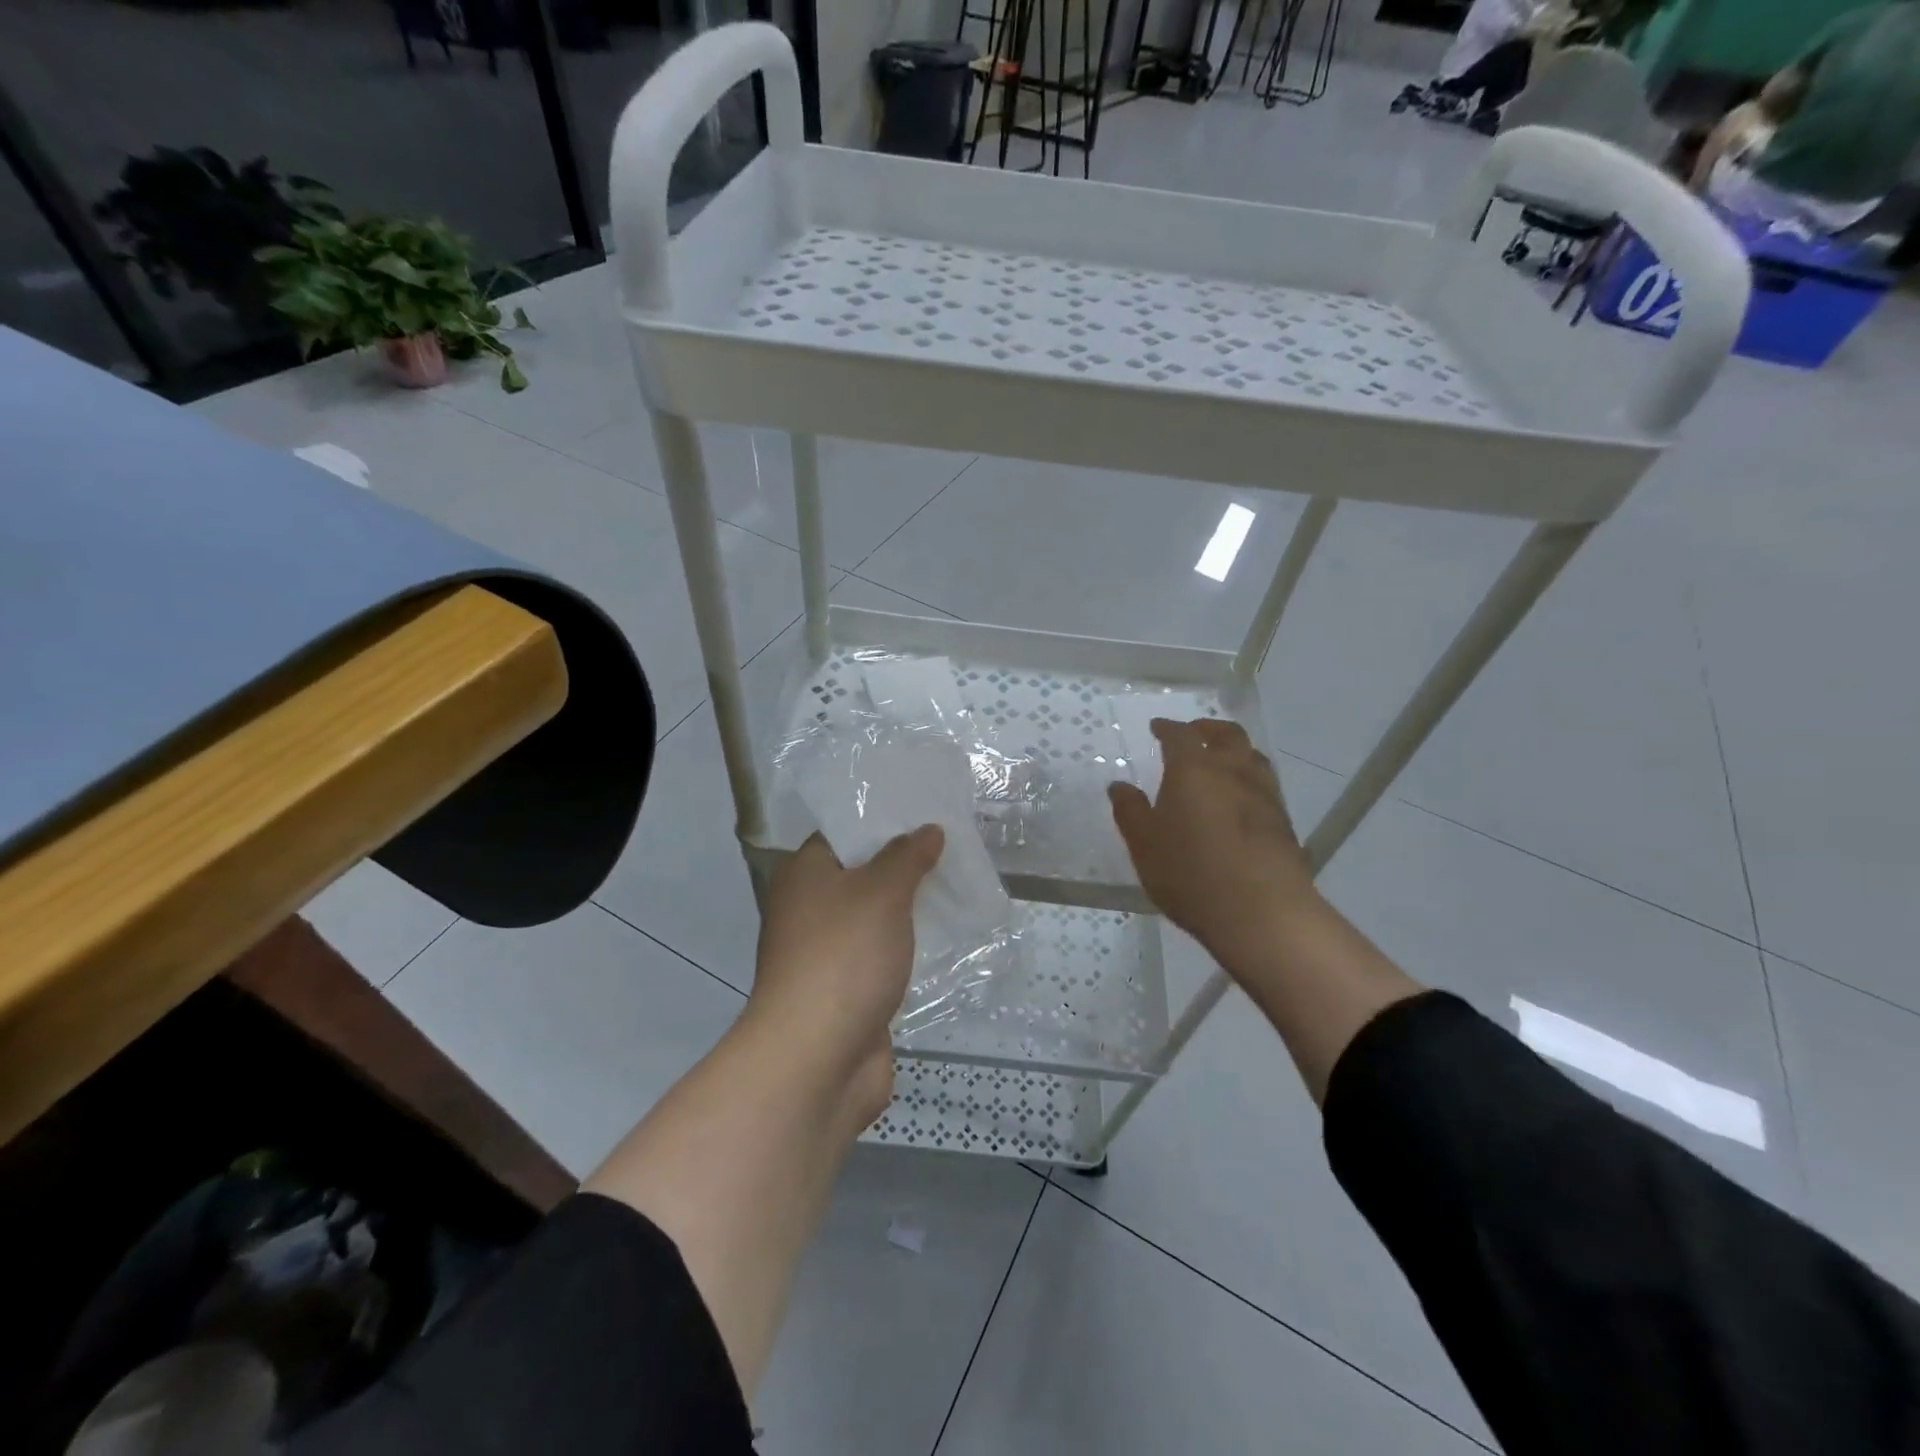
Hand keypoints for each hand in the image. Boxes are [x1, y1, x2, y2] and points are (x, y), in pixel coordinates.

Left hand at [745, 826, 943, 1118]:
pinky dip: (906, 946)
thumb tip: (927, 829)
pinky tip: (945, 936)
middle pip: (861, 874)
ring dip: (908, 908)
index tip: (926, 814)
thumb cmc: (844, 957)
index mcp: (804, 874)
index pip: (844, 833)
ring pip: (874, 917)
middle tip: (952, 846)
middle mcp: (808, 908)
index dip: (883, 821)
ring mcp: (826, 953)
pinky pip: (881, 955)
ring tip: (958, 884)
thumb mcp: (882, 892)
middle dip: (905, 864)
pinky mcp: (845, 990)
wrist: (817, 1059)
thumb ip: (907, 856)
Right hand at [1109, 718, 1317, 962]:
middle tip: (1193, 733)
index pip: (1180, 735)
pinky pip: (1264, 783)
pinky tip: (1239, 798)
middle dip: (1207, 728)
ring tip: (1220, 761)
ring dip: (1234, 749)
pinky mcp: (1284, 819)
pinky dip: (1248, 777)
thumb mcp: (1145, 846)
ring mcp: (1264, 793)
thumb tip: (1119, 785)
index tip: (1157, 727)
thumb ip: (1130, 811)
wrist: (1263, 912)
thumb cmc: (1191, 874)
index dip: (1167, 728)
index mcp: (1193, 769)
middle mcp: (1232, 770)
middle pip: (1226, 734)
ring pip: (1252, 755)